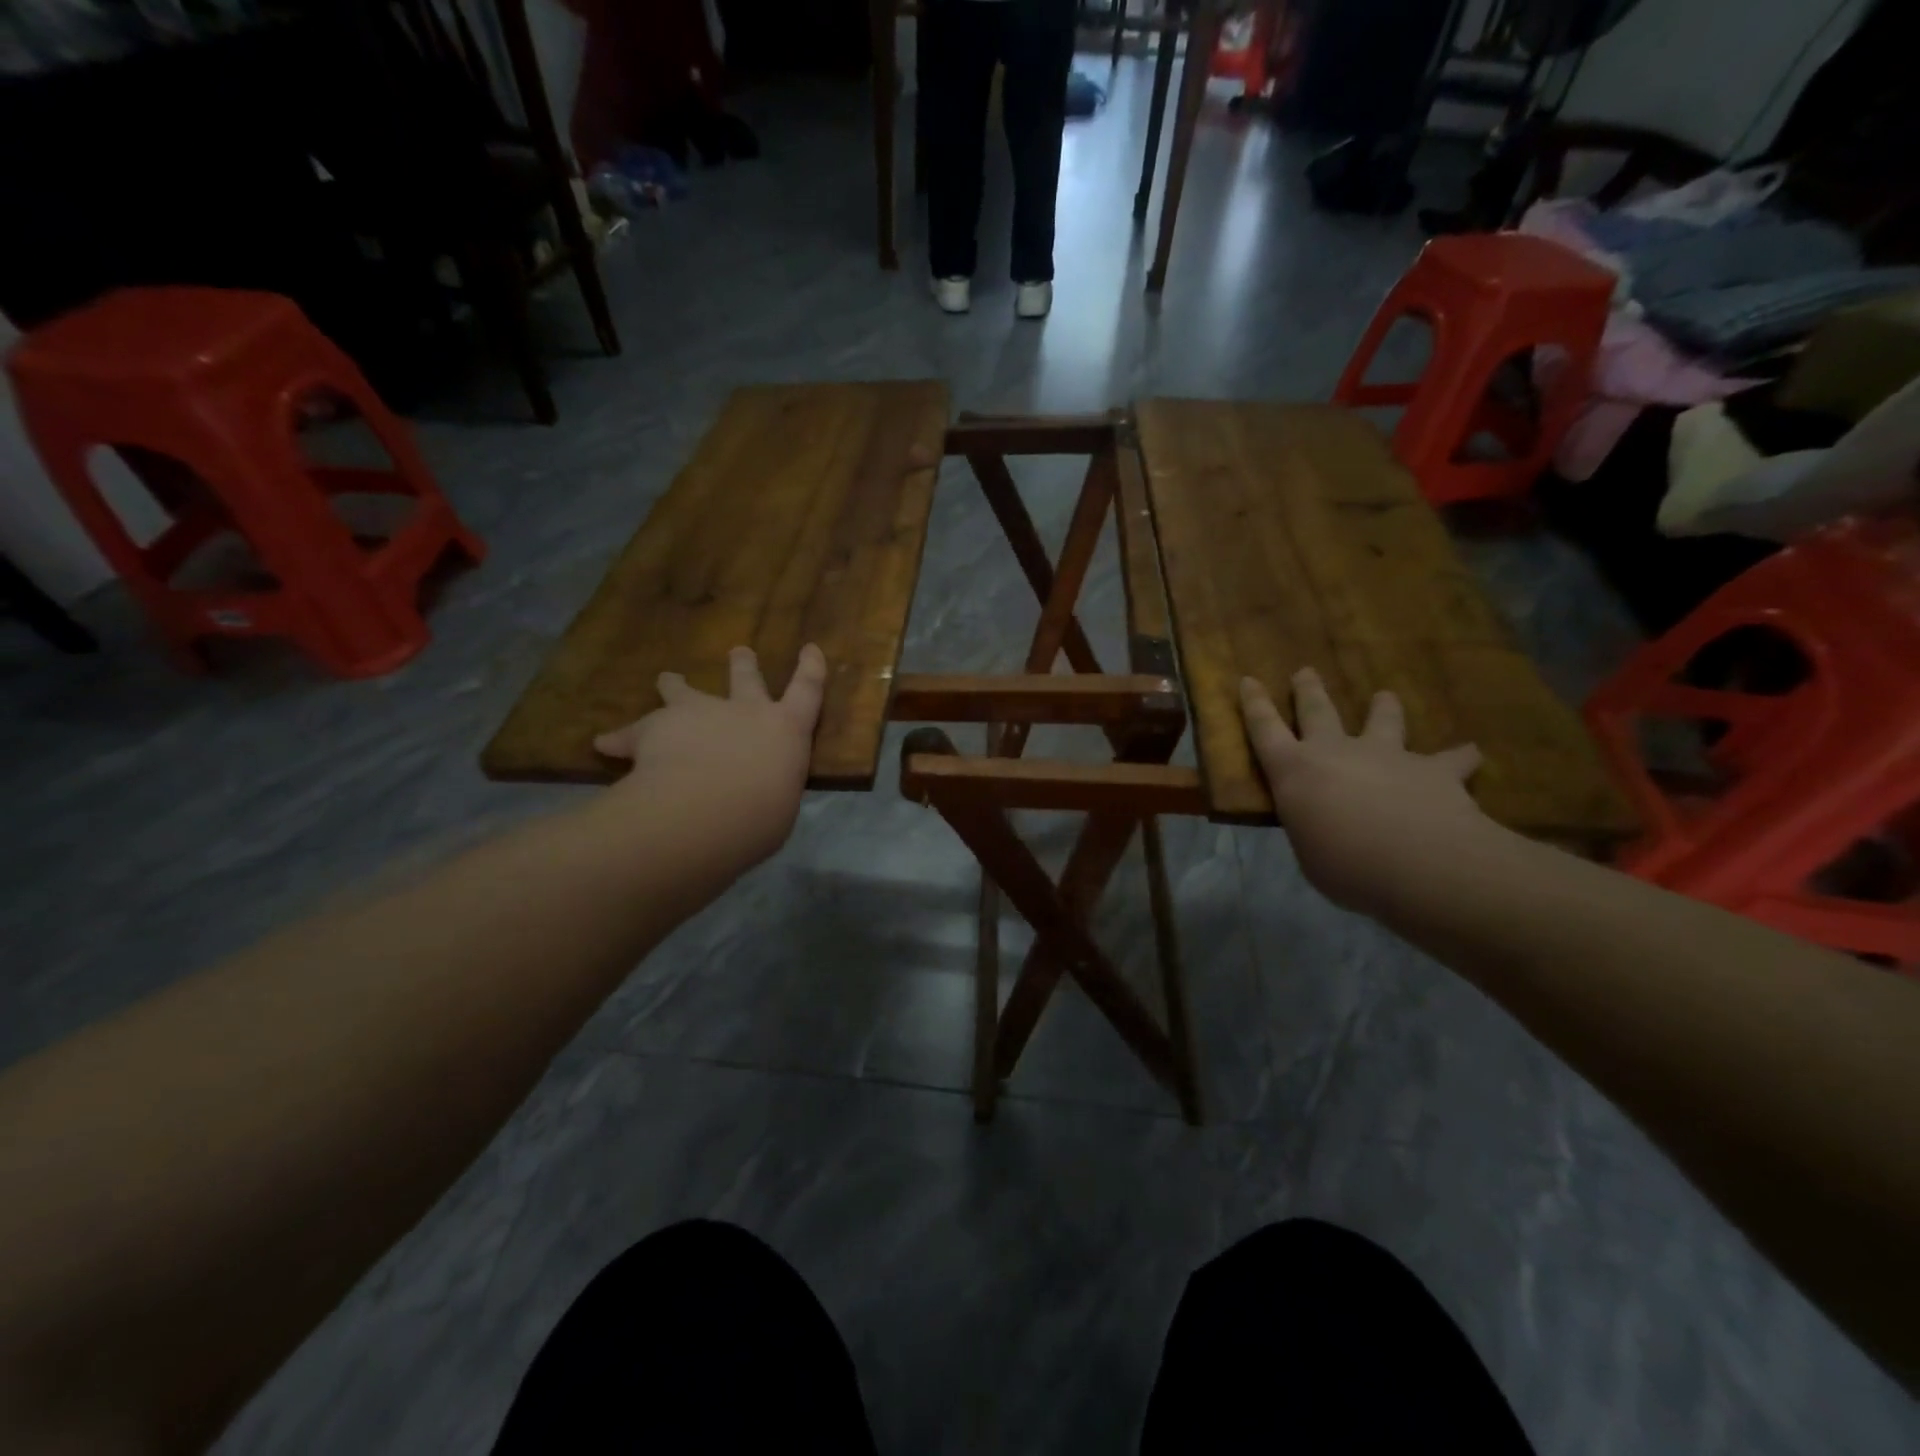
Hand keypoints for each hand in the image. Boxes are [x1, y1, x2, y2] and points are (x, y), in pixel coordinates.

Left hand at [593, 644, 827, 867]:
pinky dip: (620, 739)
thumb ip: (768, 791)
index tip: (810, 647)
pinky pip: (632, 732)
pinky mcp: (655, 727)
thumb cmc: (761, 816)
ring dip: (675, 685)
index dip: (811, 668)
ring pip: (683, 691)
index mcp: (787, 730)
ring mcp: (699, 713)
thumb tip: (756, 796)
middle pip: (745, 679)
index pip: (807, 691)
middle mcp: (745, 711)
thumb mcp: (779, 805)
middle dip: (743, 665)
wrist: (706, 810)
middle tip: (739, 651)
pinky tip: (605, 744)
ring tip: (667, 679)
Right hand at [1240, 668, 1489, 915]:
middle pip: (1318, 711)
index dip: (1255, 704)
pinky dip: (1459, 756)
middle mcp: (1336, 751)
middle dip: (1308, 690)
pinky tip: (1472, 753)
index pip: (1264, 729)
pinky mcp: (1433, 770)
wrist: (1418, 862)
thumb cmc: (1344, 865)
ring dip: (1383, 707)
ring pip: (1383, 720)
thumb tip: (1324, 828)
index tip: (1249, 680)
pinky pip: (1451, 759)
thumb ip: (1314, 829)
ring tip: (1385, 696)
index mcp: (1294, 771)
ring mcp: (1386, 756)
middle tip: (1305, 671)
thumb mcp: (1309, 852)